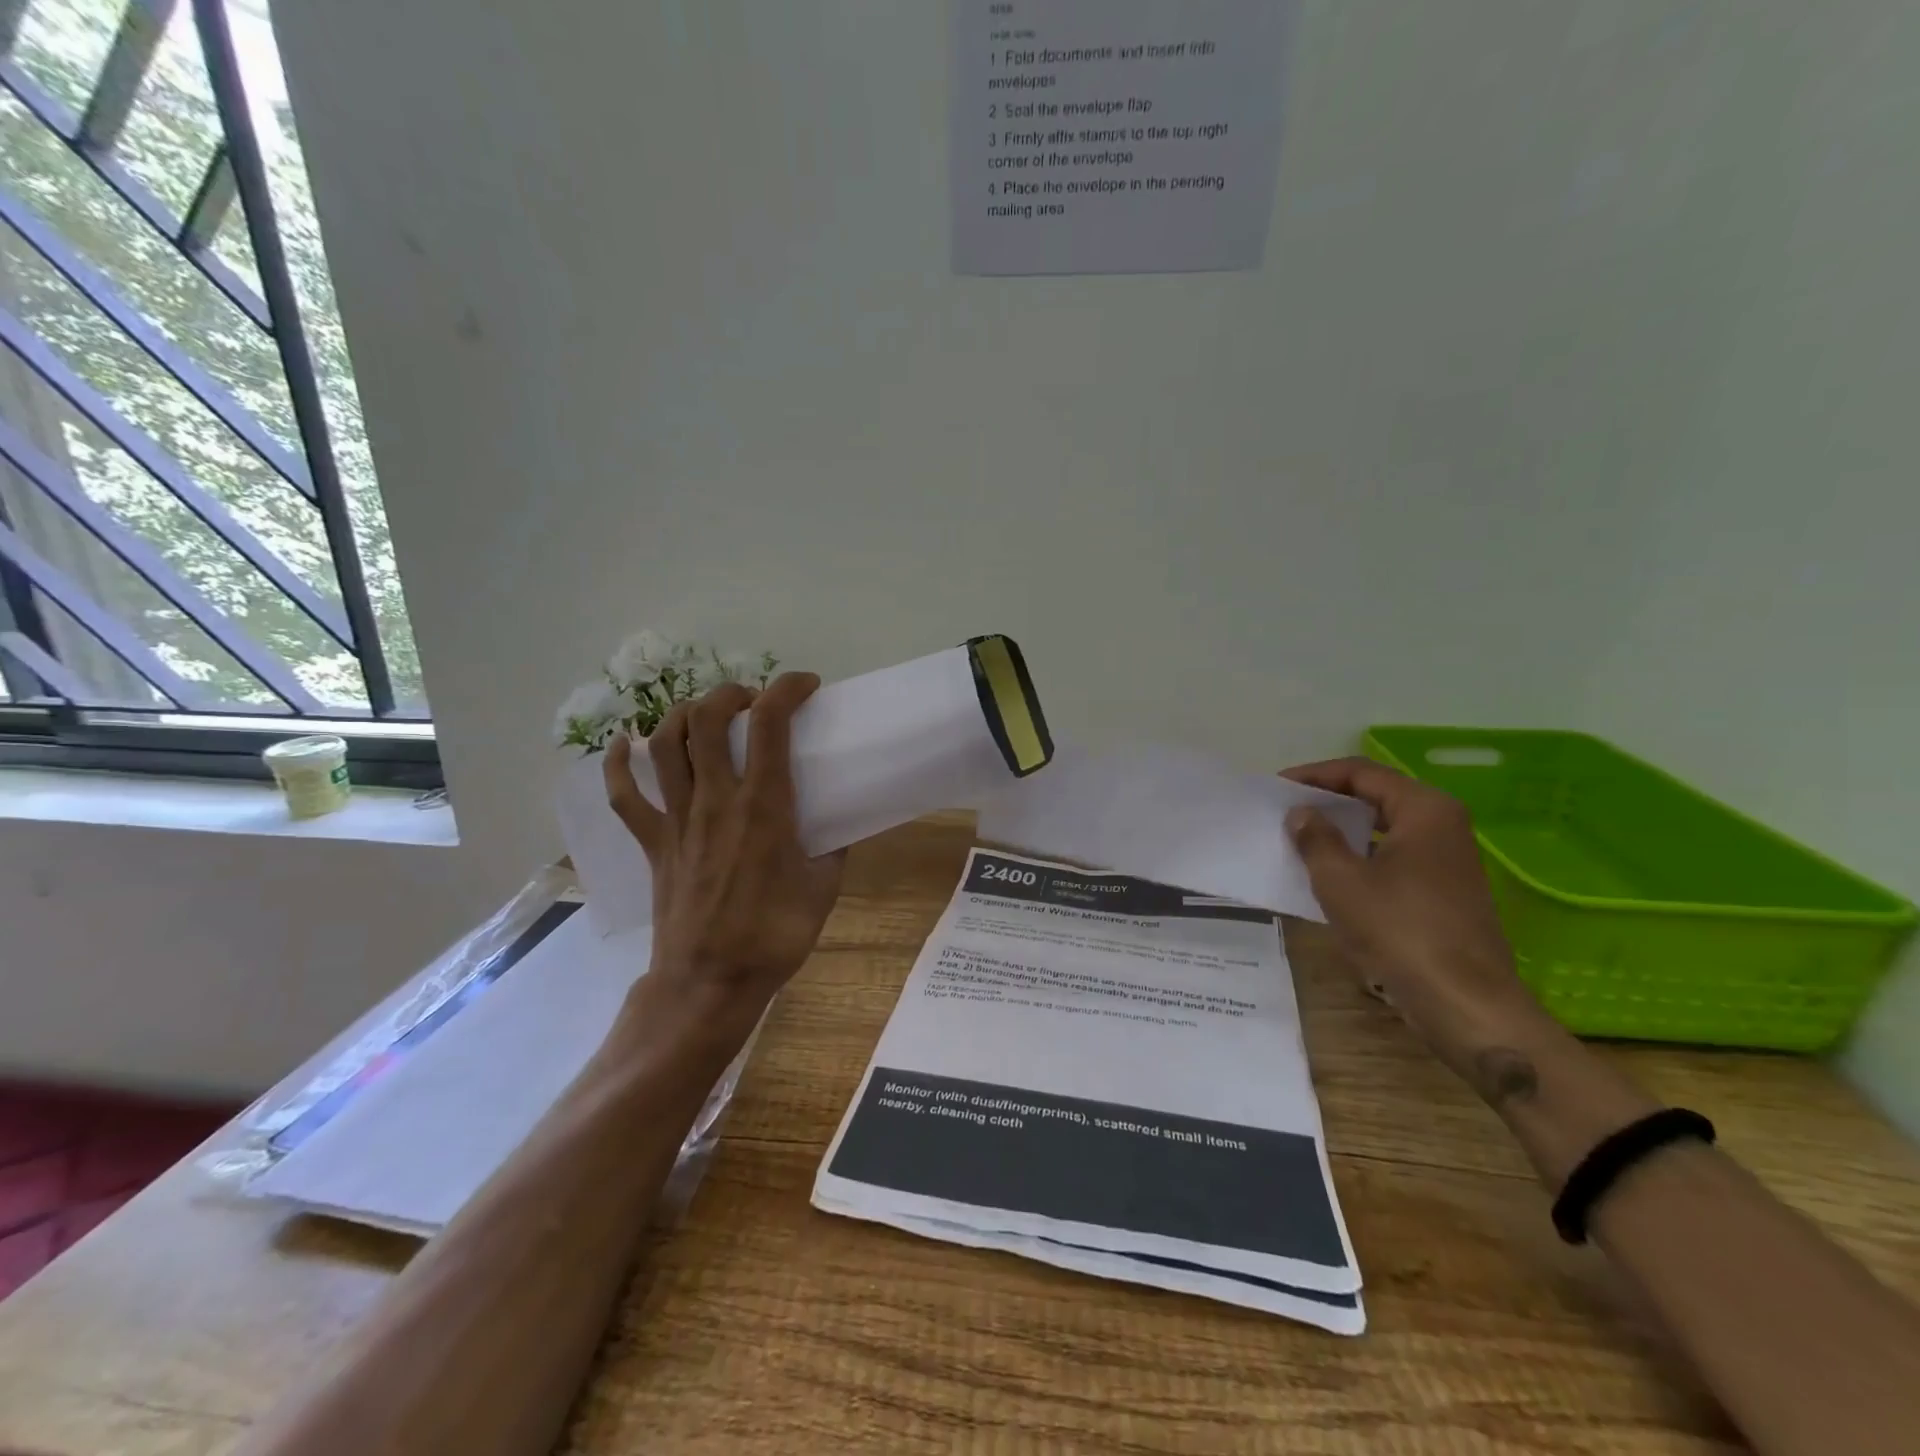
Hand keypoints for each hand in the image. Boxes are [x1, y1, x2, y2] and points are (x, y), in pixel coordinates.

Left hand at [603, 673, 844, 1042]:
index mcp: (764, 807)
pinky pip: (624, 797)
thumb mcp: (824, 889)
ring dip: (685, 715)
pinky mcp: (653, 842)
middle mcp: (716, 800)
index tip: (805, 685)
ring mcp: (677, 819)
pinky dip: (618, 765)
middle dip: (731, 694)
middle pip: (708, 720)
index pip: (770, 725)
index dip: (787, 690)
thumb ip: (835, 849)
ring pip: (665, 745)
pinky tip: (624, 745)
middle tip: (753, 702)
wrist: (710, 983)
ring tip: (706, 714)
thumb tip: (840, 825)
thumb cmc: (774, 936)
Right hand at [1282, 757, 1546, 1072]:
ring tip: (1300, 840)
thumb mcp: (1340, 880)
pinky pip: (1394, 858)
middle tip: (1286, 810)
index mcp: (1425, 810)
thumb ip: (1316, 838)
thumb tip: (1302, 813)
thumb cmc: (1399, 930)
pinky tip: (1330, 875)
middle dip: (1329, 801)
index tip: (1277, 787)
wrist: (1464, 1004)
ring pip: (1385, 830)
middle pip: (1376, 797)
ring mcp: (1448, 861)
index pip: (1362, 773)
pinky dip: (1360, 858)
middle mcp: (1443, 826)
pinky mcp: (1445, 892)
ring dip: (1343, 831)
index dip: (1315, 775)